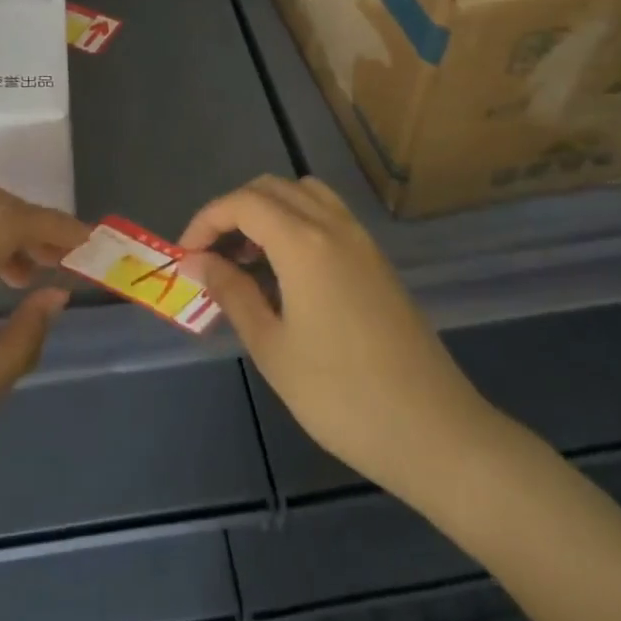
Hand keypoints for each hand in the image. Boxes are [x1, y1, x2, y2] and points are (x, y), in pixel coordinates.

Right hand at [181, 176, 499, 509]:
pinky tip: (287, 273)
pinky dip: (296, 224)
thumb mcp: (273, 348)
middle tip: (212, 257)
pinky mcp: (377, 261)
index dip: (206, 221)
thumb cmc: (342, 395)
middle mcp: (334, 226)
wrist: (434, 432)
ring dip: (267, 212)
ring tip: (248, 259)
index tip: (186, 257)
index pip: (243, 203)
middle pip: (272, 188)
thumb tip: (198, 262)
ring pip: (304, 195)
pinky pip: (328, 217)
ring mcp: (362, 241)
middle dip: (233, 212)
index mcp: (304, 243)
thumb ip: (232, 293)